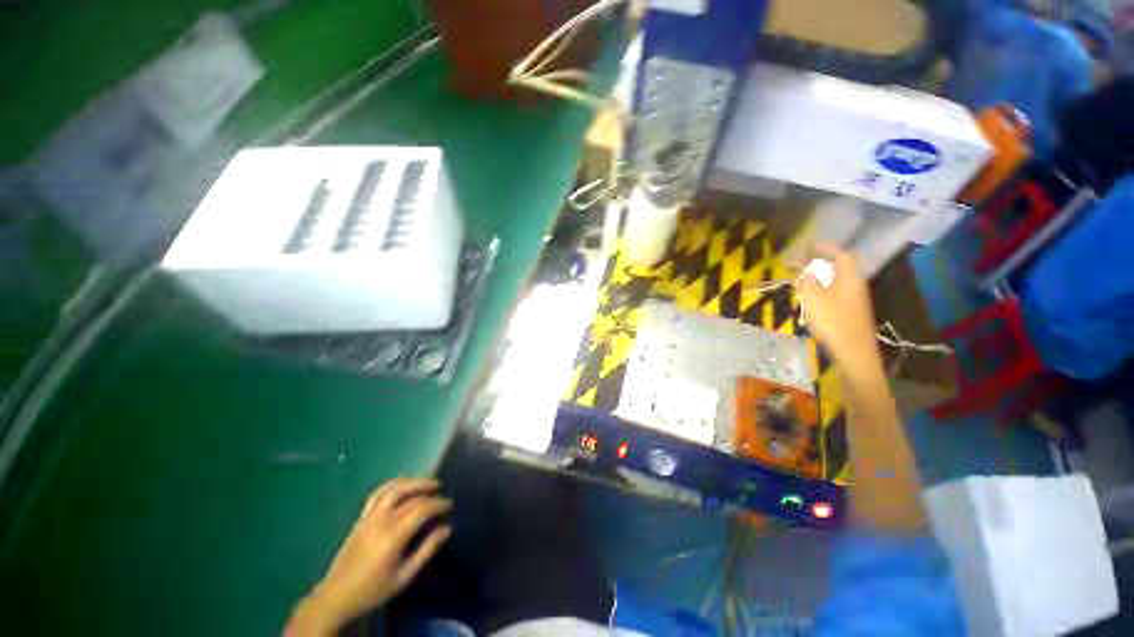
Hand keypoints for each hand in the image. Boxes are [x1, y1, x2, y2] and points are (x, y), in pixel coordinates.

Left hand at [285, 478, 451, 635]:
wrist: (336, 596)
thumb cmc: (373, 590)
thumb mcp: (404, 577)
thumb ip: (426, 550)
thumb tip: (447, 529)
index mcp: (393, 536)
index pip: (421, 509)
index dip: (438, 504)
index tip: (448, 505)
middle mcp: (382, 520)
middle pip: (410, 497)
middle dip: (428, 491)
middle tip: (441, 491)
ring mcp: (369, 516)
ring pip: (393, 489)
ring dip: (413, 481)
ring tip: (426, 482)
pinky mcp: (361, 517)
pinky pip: (378, 493)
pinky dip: (393, 484)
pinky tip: (403, 483)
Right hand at [795, 245, 880, 371]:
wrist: (854, 352)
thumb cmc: (833, 321)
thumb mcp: (813, 298)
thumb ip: (807, 282)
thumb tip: (807, 273)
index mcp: (850, 278)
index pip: (840, 255)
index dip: (825, 248)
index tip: (809, 245)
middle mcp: (855, 286)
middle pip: (838, 268)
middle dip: (818, 264)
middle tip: (799, 264)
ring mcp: (854, 300)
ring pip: (835, 282)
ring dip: (818, 279)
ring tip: (800, 282)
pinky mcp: (850, 313)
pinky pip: (834, 294)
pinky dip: (821, 291)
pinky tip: (809, 301)